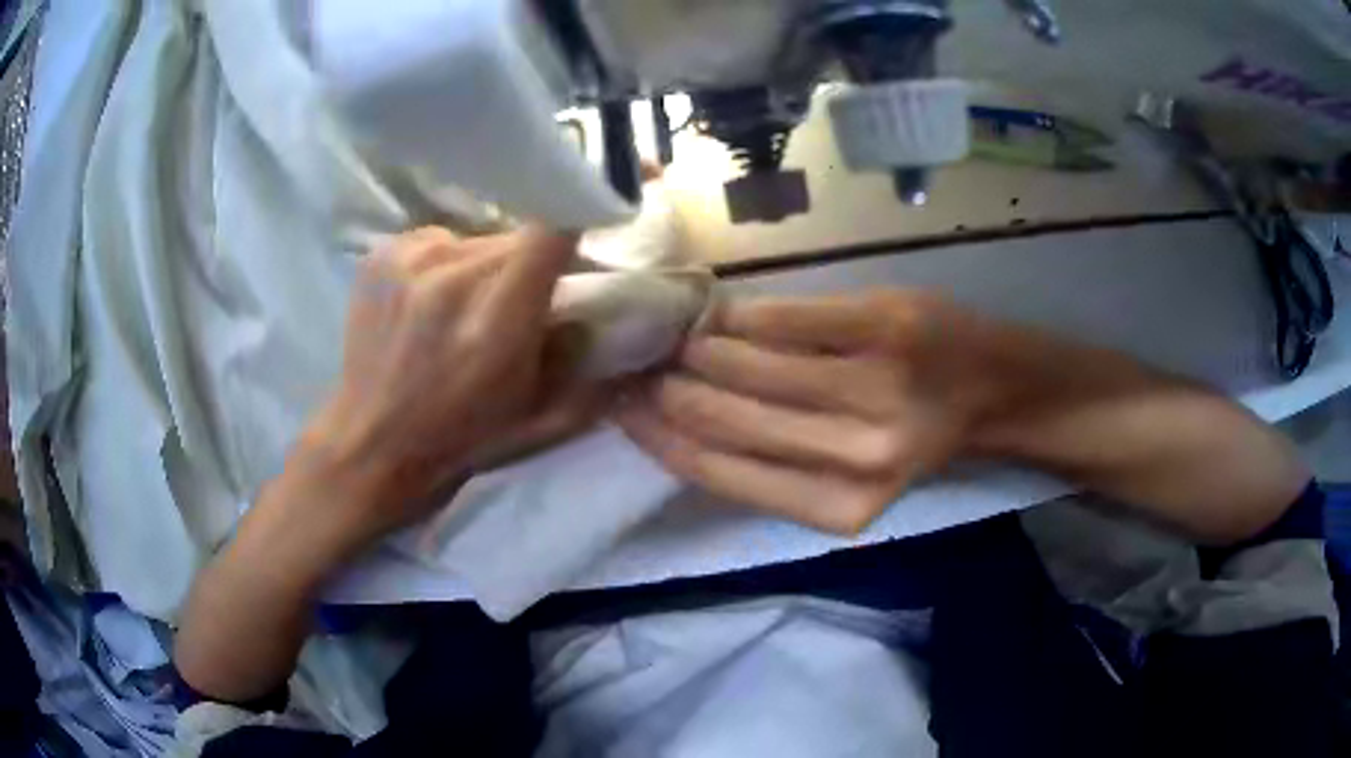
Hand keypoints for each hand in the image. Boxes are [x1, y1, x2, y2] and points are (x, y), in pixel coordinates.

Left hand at [296, 225, 596, 549]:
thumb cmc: (463, 436)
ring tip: (463, 307)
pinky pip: (436, 241)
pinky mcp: (381, 253)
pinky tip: (428, 301)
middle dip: (525, 264)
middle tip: (515, 301)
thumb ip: (577, 349)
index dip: (573, 225)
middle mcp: (452, 277)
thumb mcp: (539, 410)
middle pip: (514, 236)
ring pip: (474, 238)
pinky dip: (444, 263)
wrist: (374, 442)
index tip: (578, 243)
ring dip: (483, 264)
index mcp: (497, 322)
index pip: (551, 231)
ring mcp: (409, 259)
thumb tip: (597, 299)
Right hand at [615, 290, 997, 534]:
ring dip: (701, 348)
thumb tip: (676, 420)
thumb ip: (770, 461)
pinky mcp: (884, 326)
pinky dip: (743, 316)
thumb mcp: (846, 475)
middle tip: (642, 365)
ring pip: (746, 364)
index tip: (623, 409)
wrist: (992, 388)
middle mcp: (854, 457)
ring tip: (682, 339)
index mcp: (837, 506)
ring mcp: (873, 388)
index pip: (718, 472)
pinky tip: (727, 315)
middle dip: (669, 388)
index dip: (659, 438)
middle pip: (724, 416)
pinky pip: (783, 319)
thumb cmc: (913, 434)